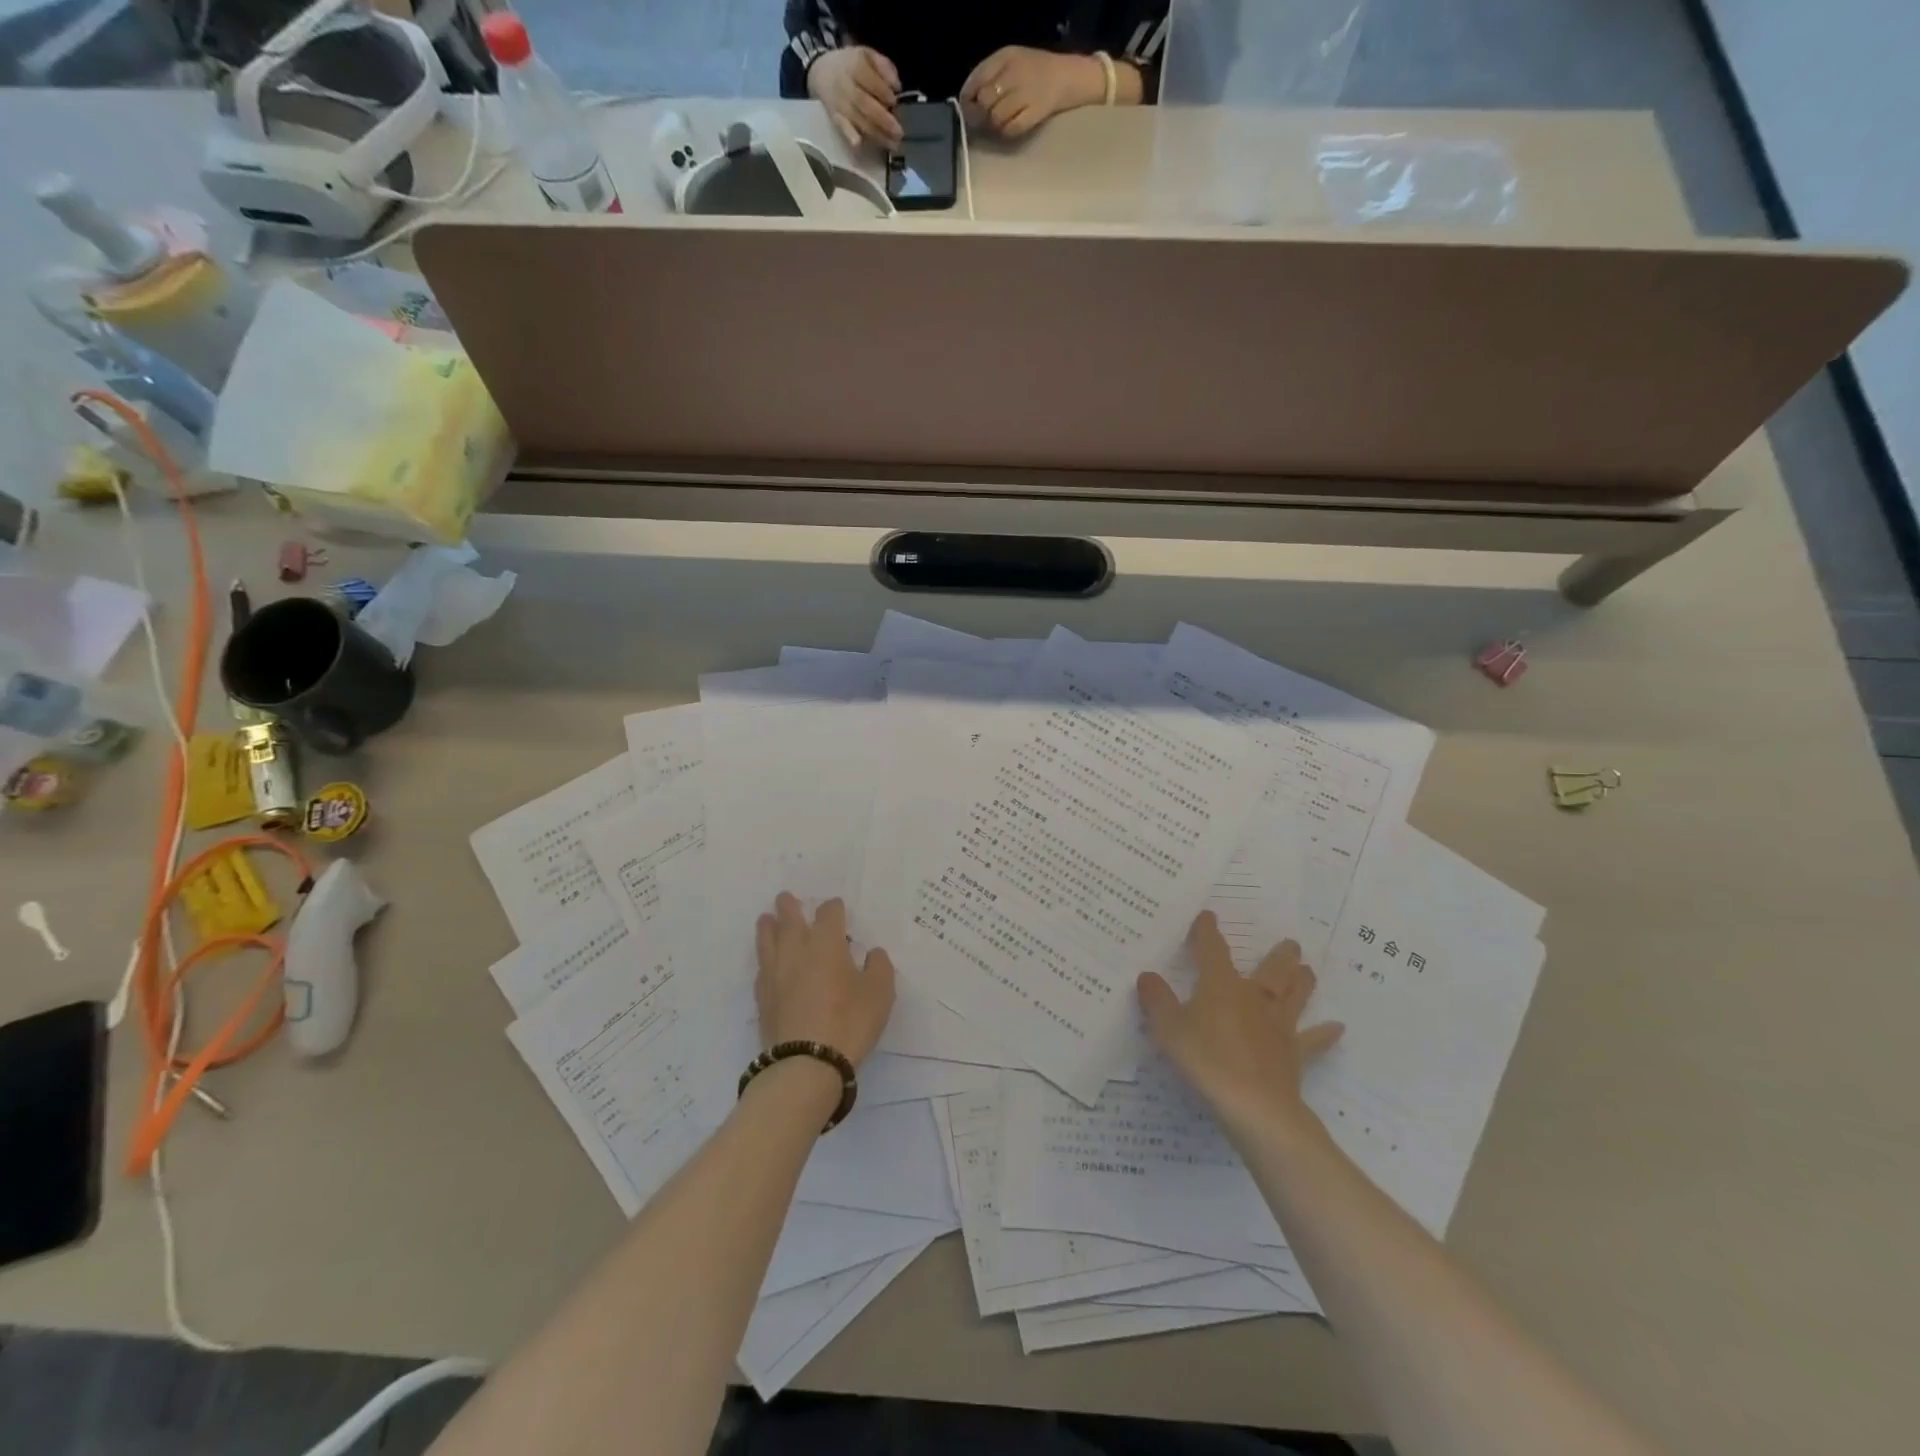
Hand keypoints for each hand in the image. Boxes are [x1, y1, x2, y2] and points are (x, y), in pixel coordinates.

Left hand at [755, 894, 895, 1064]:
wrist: (805, 1064)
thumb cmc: (849, 1022)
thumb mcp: (880, 993)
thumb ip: (878, 966)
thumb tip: (871, 953)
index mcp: (826, 942)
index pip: (828, 912)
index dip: (834, 908)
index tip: (837, 909)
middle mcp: (796, 950)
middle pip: (788, 918)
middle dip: (789, 906)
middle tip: (786, 898)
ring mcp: (775, 974)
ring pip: (767, 939)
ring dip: (768, 926)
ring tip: (766, 919)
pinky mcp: (762, 998)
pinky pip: (762, 967)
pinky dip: (765, 959)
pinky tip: (768, 964)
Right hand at [806, 45, 902, 148]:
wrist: (822, 72)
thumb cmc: (851, 65)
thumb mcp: (867, 55)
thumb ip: (884, 66)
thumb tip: (897, 86)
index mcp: (854, 64)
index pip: (869, 79)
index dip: (883, 92)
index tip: (895, 101)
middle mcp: (846, 85)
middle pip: (865, 104)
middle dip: (884, 120)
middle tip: (899, 132)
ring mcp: (840, 104)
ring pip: (859, 120)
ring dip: (876, 134)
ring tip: (893, 144)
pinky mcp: (836, 118)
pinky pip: (843, 128)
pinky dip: (849, 136)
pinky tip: (859, 145)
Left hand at [961, 46, 1101, 138]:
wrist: (1067, 77)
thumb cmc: (1034, 72)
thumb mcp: (1010, 64)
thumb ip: (988, 78)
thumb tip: (968, 102)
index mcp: (1005, 56)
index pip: (976, 80)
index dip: (968, 99)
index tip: (968, 109)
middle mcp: (1014, 72)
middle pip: (984, 101)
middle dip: (981, 115)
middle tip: (985, 120)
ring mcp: (1026, 93)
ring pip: (996, 118)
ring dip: (995, 125)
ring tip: (1002, 122)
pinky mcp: (1035, 113)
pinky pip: (1011, 129)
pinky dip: (1007, 132)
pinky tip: (1011, 128)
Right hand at [1139, 912, 1344, 1135]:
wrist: (1254, 1105)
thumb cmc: (1206, 1060)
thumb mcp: (1168, 1028)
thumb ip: (1156, 1000)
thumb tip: (1148, 976)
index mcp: (1221, 985)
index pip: (1212, 949)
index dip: (1207, 932)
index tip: (1207, 917)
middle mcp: (1253, 998)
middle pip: (1269, 970)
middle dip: (1278, 955)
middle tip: (1291, 944)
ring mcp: (1278, 1026)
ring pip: (1293, 997)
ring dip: (1301, 982)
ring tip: (1308, 970)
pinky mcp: (1293, 1054)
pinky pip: (1312, 1041)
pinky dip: (1324, 1034)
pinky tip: (1338, 1029)